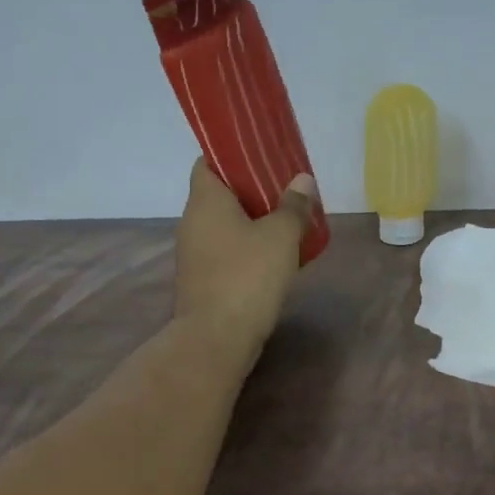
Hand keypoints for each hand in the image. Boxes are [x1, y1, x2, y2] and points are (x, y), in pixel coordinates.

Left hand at [173, 159, 316, 360]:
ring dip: (253, 224)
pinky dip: (247, 251)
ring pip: (225, 227)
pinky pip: (227, 254)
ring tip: (288, 224)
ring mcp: (194, 255)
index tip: (262, 157)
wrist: (216, 339)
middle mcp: (192, 222)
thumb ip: (293, 206)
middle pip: (220, 195)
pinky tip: (276, 259)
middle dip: (252, 192)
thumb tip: (302, 180)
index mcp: (204, 200)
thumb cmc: (247, 277)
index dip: (233, 155)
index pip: (208, 161)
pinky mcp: (202, 282)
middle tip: (287, 191)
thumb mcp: (280, 236)